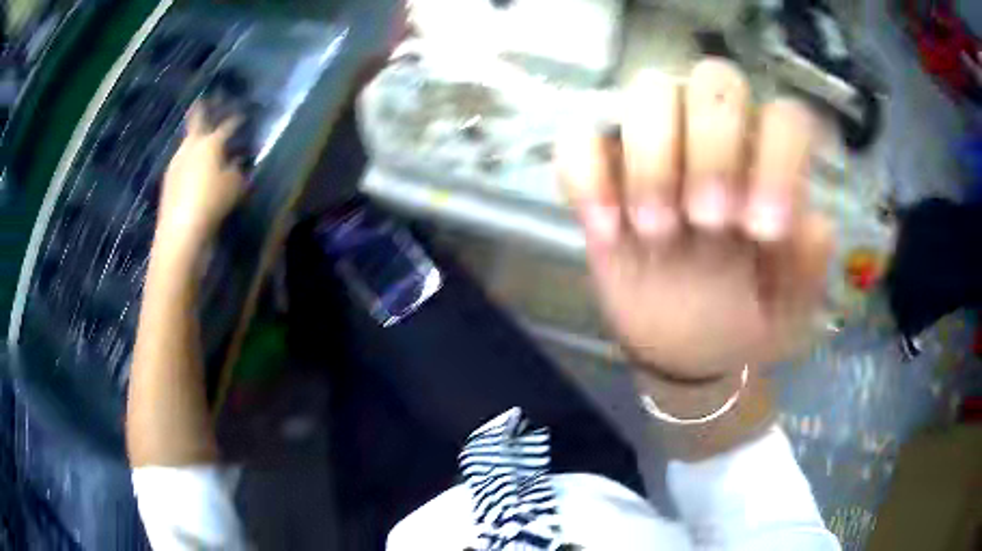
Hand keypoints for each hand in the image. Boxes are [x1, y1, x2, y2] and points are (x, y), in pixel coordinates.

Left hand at [157, 101, 244, 252]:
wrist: (180, 231)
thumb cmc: (212, 203)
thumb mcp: (235, 186)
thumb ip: (237, 170)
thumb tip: (235, 162)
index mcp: (210, 143)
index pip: (227, 125)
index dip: (236, 120)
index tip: (242, 115)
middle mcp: (191, 146)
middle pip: (196, 122)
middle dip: (201, 111)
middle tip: (202, 100)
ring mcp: (176, 162)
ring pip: (188, 143)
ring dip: (195, 140)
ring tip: (202, 141)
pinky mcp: (168, 180)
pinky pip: (181, 162)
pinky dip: (189, 161)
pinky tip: (192, 170)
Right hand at [557, 59, 832, 382]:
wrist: (685, 345)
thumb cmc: (744, 319)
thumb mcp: (789, 310)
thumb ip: (809, 268)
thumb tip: (812, 224)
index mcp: (769, 164)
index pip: (783, 117)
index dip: (778, 158)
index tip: (763, 230)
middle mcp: (717, 136)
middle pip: (714, 78)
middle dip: (713, 146)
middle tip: (706, 221)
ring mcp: (656, 147)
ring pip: (647, 92)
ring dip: (651, 158)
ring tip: (655, 231)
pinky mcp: (603, 172)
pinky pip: (579, 141)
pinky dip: (586, 176)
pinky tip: (606, 231)